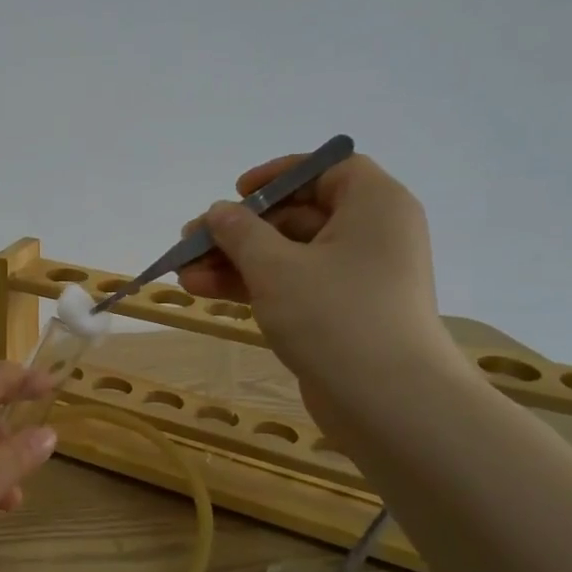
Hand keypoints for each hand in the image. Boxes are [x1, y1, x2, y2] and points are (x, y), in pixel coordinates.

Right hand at [175, 153, 461, 421]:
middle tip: (191, 242)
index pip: (328, 169)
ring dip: (236, 263)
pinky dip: (254, 287)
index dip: (279, 175)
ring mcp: (358, 279)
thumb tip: (218, 212)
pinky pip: (294, 287)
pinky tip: (205, 292)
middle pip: (297, 217)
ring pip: (288, 257)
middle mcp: (372, 236)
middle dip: (239, 231)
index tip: (237, 192)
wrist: (387, 402)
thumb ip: (240, 233)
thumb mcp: (275, 267)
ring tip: (184, 274)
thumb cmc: (335, 315)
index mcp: (374, 206)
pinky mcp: (343, 315)